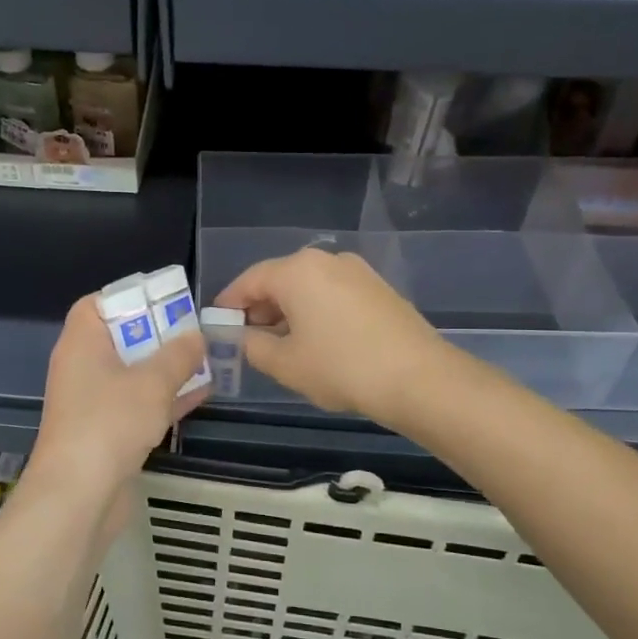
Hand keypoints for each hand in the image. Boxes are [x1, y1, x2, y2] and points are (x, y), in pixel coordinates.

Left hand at [30, 295, 209, 501]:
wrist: (79, 496)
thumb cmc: (110, 423)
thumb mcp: (153, 382)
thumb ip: (178, 355)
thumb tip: (196, 336)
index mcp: (82, 342)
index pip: (96, 305)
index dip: (129, 298)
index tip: (164, 300)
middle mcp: (82, 367)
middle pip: (120, 338)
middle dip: (158, 334)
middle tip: (195, 330)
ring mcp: (93, 402)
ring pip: (133, 373)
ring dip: (166, 367)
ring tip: (207, 358)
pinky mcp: (106, 433)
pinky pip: (138, 404)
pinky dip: (164, 398)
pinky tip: (201, 394)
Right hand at [214, 249, 447, 420]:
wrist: (419, 379)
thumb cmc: (341, 367)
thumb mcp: (285, 364)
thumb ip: (253, 347)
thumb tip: (246, 338)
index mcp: (297, 270)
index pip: (249, 280)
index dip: (229, 303)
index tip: (218, 325)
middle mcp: (327, 260)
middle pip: (280, 280)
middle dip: (260, 308)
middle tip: (247, 339)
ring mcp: (357, 272)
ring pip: (309, 287)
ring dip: (289, 311)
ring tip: (281, 345)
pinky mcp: (379, 289)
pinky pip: (333, 295)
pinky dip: (316, 312)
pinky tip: (317, 342)